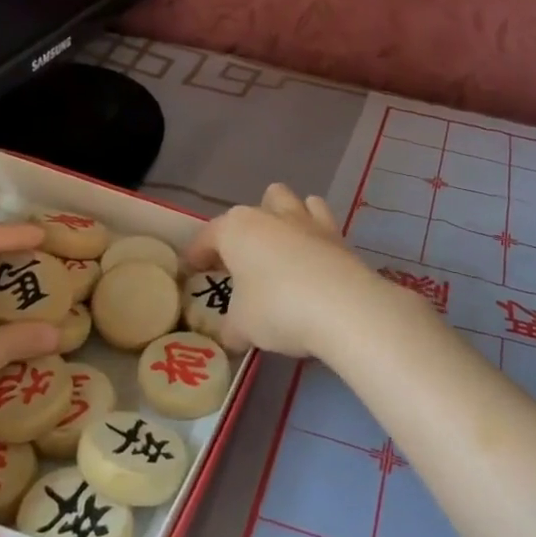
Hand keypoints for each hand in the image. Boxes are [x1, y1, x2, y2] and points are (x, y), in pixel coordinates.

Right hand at [183, 183, 392, 356]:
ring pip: (293, 202)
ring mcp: (309, 221)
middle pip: (254, 208)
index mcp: (236, 229)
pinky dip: (315, 238)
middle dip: (248, 229)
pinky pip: (322, 224)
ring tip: (282, 251)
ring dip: (285, 219)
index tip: (192, 271)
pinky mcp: (339, 236)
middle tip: (244, 262)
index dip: (196, 255)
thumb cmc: (277, 308)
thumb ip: (231, 327)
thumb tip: (232, 335)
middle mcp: (271, 215)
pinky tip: (313, 263)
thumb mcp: (242, 326)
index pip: (207, 237)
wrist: (343, 307)